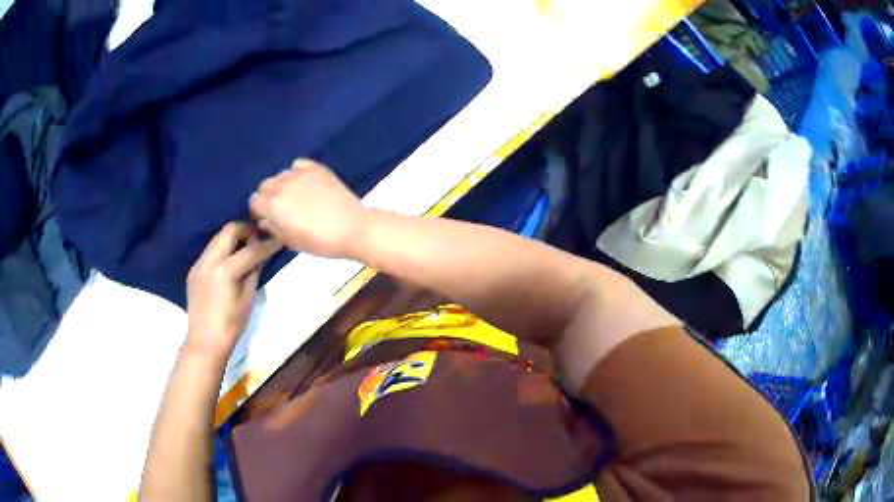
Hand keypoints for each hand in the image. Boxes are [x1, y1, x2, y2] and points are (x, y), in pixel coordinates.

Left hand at [185, 222, 281, 358]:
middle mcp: (209, 260)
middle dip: (246, 230)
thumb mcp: (248, 298)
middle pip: (229, 230)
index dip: (267, 245)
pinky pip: (210, 251)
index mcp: (225, 269)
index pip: (251, 249)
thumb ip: (254, 272)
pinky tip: (230, 263)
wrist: (205, 341)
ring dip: (233, 239)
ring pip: (218, 238)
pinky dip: (222, 250)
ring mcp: (199, 263)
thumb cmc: (231, 325)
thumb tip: (263, 256)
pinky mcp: (194, 270)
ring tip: (245, 250)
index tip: (279, 240)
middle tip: (259, 240)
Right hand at [249, 158, 365, 258]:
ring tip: (295, 197)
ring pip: (280, 175)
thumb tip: (265, 221)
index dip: (259, 210)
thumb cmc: (320, 242)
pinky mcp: (316, 168)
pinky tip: (305, 183)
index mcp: (273, 206)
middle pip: (265, 185)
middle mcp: (282, 186)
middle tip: (281, 209)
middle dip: (268, 196)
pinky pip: (298, 165)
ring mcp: (300, 174)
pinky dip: (297, 172)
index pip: (254, 201)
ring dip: (282, 185)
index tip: (268, 218)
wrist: (352, 228)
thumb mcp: (292, 242)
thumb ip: (274, 229)